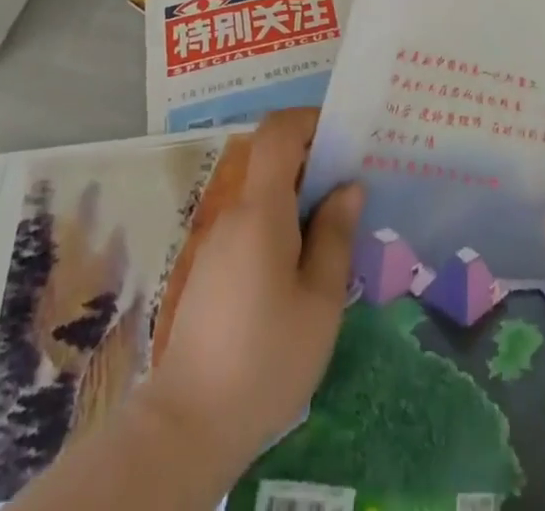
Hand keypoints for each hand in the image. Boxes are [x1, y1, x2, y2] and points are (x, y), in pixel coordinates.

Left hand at [143, 109, 362, 462]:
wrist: (190, 424)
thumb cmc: (267, 358)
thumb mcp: (320, 301)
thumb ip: (335, 236)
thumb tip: (349, 186)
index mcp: (261, 209)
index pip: (277, 132)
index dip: (309, 120)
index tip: (344, 135)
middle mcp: (235, 213)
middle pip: (272, 162)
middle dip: (314, 163)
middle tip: (354, 186)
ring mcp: (219, 241)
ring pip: (264, 197)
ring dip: (299, 198)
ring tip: (338, 229)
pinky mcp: (213, 268)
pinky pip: (252, 225)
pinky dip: (281, 225)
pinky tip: (304, 266)